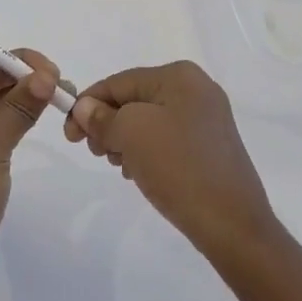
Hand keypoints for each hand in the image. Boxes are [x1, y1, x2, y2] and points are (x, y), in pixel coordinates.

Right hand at [63, 60, 278, 263]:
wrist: (232, 224)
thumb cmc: (178, 167)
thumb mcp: (131, 134)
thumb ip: (102, 117)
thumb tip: (85, 108)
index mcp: (179, 76)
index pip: (118, 82)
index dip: (87, 105)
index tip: (69, 135)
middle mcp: (196, 89)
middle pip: (133, 99)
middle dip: (107, 124)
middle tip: (95, 153)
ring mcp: (206, 118)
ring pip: (147, 121)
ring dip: (124, 140)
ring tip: (120, 166)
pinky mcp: (210, 145)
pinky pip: (165, 138)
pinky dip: (145, 151)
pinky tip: (139, 172)